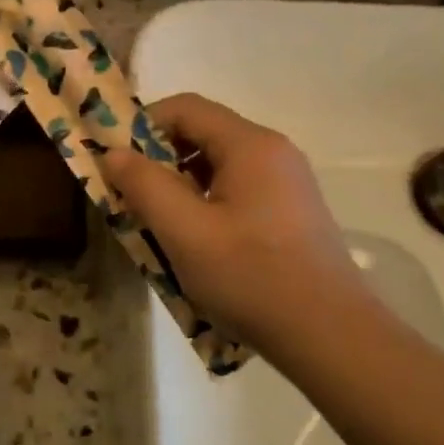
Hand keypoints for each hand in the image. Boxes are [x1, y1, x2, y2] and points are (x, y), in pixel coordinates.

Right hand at [103, 93, 370, 355]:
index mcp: (250, 145)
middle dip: (159, 161)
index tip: (115, 162)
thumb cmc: (251, 277)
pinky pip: (236, 193)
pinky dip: (205, 206)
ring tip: (157, 227)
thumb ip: (144, 185)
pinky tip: (194, 246)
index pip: (185, 108)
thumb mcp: (184, 231)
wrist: (330, 336)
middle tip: (130, 199)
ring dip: (180, 188)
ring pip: (218, 168)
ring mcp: (287, 184)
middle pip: (203, 135)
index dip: (142, 126)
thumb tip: (114, 153)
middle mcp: (273, 153)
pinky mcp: (291, 214)